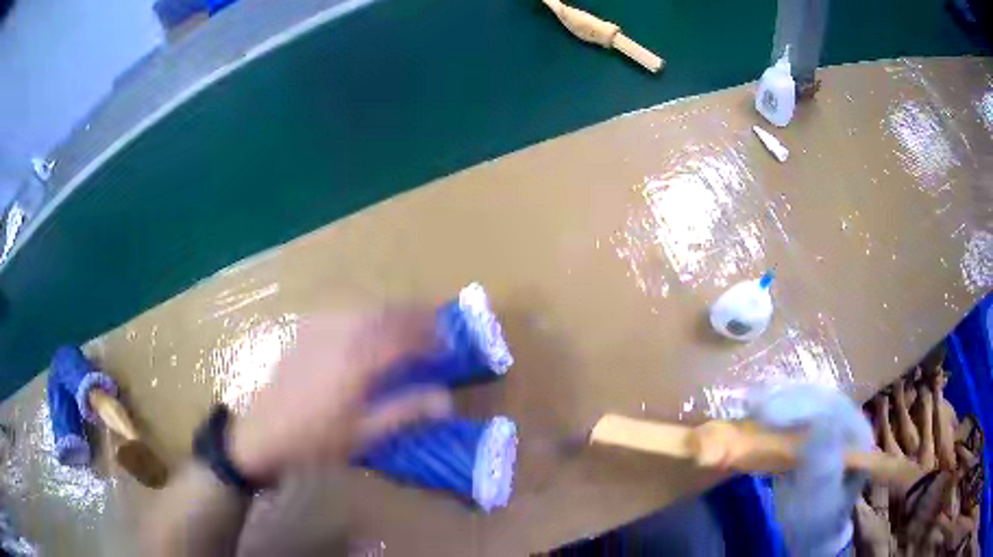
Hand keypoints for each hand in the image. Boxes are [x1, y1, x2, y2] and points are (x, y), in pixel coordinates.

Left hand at [230, 309, 452, 481]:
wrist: (261, 434)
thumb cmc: (315, 441)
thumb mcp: (363, 434)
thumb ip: (405, 411)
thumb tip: (445, 399)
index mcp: (358, 361)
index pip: (404, 336)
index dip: (431, 337)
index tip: (448, 345)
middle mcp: (341, 335)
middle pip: (386, 314)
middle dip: (415, 316)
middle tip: (435, 327)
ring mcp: (319, 330)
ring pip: (365, 308)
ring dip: (392, 312)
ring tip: (407, 325)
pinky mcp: (305, 332)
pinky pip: (342, 312)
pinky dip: (364, 314)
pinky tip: (366, 327)